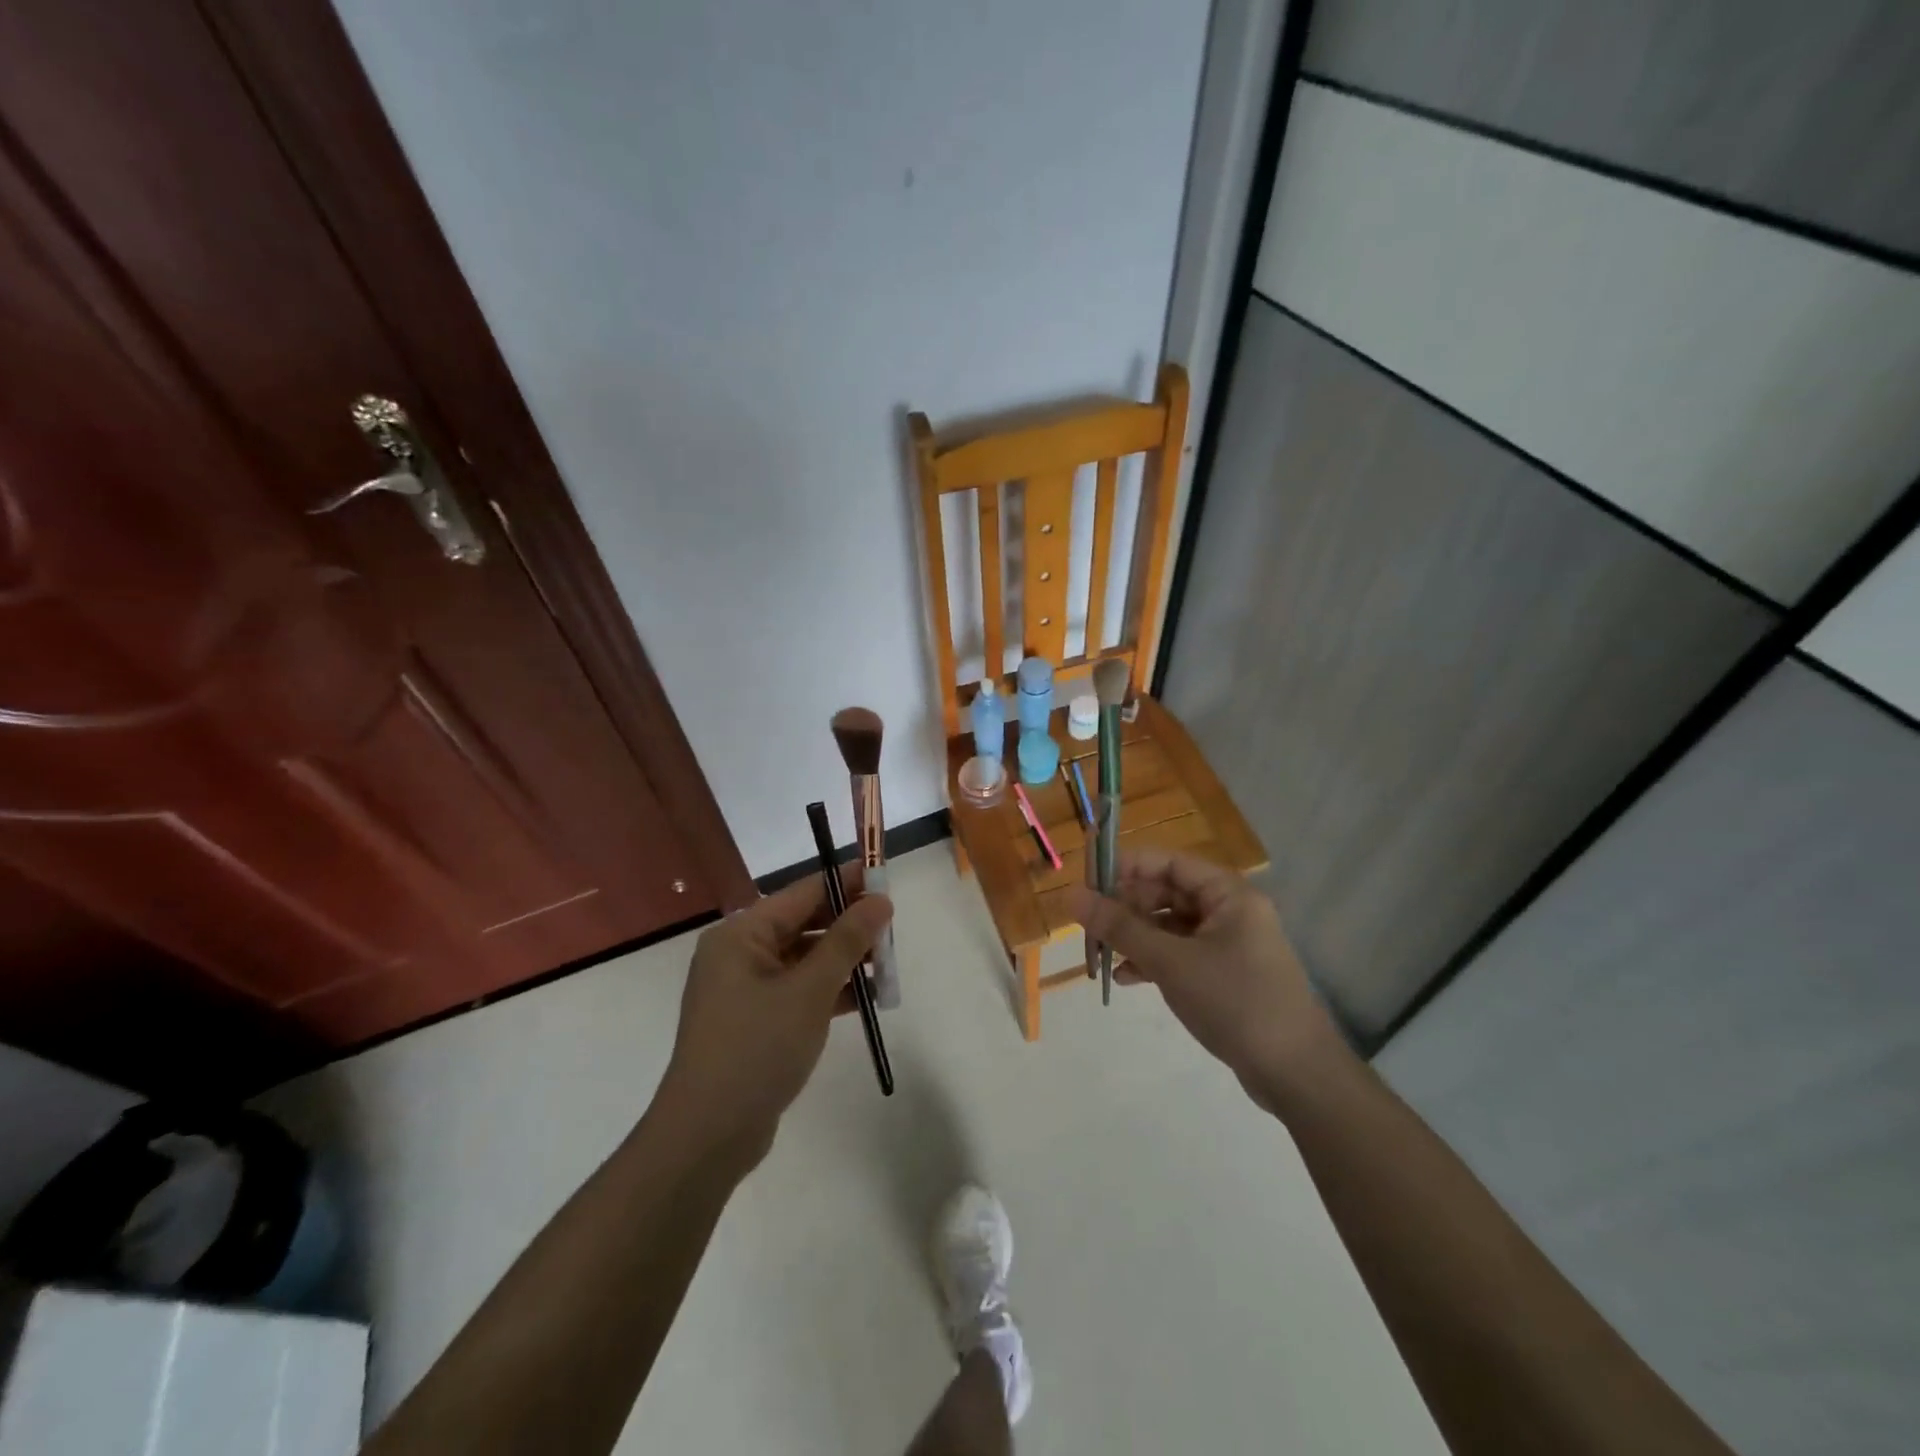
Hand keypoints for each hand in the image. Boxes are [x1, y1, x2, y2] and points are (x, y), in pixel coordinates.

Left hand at [657, 871, 891, 1159]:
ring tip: (889, 967)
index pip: (803, 893)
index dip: (846, 884)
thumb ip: (847, 941)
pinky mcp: (755, 1020)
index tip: (885, 879)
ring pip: (805, 959)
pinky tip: (869, 998)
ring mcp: (745, 989)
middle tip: (893, 931)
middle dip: (850, 926)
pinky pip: (799, 989)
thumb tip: (880, 901)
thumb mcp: (809, 990)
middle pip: (805, 924)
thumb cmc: (757, 1048)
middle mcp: (739, 953)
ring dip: (845, 961)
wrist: (707, 1135)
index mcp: (742, 934)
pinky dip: (831, 990)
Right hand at [1067, 851, 1347, 1105]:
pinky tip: (1125, 977)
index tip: (1087, 879)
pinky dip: (1152, 960)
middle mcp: (1230, 911)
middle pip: (1167, 892)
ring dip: (1135, 936)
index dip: (1127, 865)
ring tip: (1100, 952)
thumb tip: (1071, 896)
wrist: (1296, 1075)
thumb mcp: (1170, 962)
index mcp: (1228, 894)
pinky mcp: (1224, 975)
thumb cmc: (1235, 1002)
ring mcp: (1229, 944)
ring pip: (1170, 925)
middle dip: (1126, 905)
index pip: (1169, 862)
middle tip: (1088, 921)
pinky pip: (1179, 953)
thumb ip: (1120, 927)